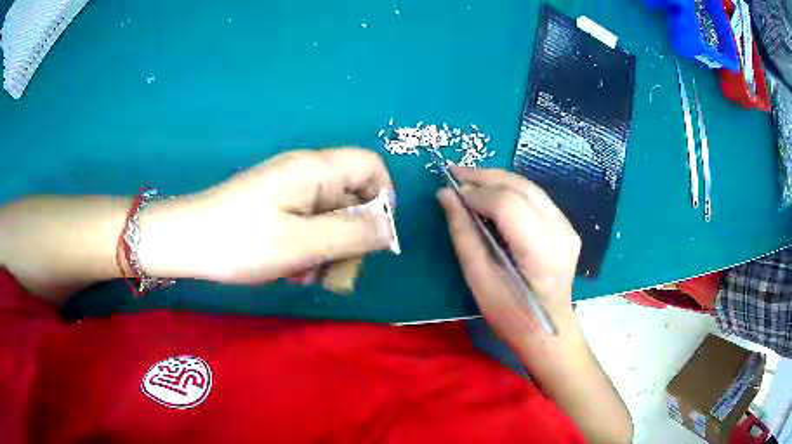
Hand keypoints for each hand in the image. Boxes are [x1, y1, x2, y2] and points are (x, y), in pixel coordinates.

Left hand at [139, 148, 394, 283]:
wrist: (184, 242)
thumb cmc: (239, 241)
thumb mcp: (301, 243)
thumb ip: (352, 234)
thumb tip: (390, 229)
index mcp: (315, 169)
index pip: (371, 167)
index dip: (383, 199)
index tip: (373, 238)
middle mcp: (306, 174)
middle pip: (353, 197)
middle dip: (353, 237)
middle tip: (337, 274)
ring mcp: (290, 192)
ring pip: (332, 217)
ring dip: (330, 250)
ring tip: (308, 277)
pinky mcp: (277, 208)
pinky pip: (310, 226)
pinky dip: (310, 250)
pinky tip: (292, 271)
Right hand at [437, 167, 580, 348]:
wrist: (549, 329)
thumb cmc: (511, 315)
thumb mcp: (479, 280)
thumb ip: (463, 234)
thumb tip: (446, 196)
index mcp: (540, 251)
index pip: (507, 204)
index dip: (476, 193)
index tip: (450, 192)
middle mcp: (560, 231)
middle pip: (521, 187)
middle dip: (485, 176)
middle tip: (454, 174)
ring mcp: (567, 227)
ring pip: (529, 187)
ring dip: (497, 179)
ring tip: (469, 181)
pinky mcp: (567, 227)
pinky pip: (536, 197)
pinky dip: (511, 190)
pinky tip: (493, 194)